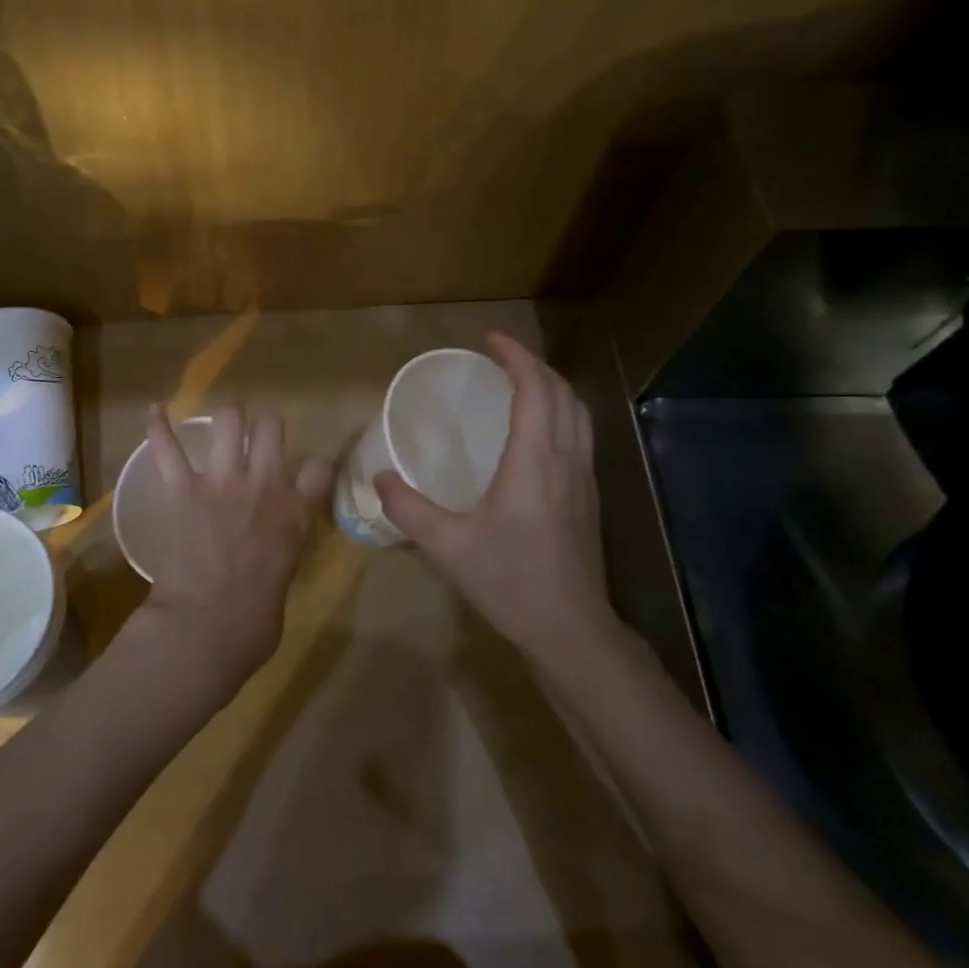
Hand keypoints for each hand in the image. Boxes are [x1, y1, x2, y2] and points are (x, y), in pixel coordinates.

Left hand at [136, 405, 331, 693]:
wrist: (205, 630)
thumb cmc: (251, 626)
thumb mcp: (283, 584)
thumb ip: (280, 555)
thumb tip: (267, 559)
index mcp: (296, 516)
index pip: (319, 468)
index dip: (313, 466)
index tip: (306, 472)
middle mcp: (265, 488)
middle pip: (272, 427)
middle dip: (265, 428)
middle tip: (256, 441)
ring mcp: (223, 483)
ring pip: (230, 421)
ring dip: (227, 420)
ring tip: (222, 425)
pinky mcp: (183, 489)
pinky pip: (169, 449)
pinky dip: (159, 428)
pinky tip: (154, 410)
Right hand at [375, 334, 615, 657]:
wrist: (569, 627)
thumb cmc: (509, 580)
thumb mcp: (447, 545)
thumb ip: (408, 508)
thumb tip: (380, 478)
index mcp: (534, 461)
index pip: (535, 390)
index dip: (516, 357)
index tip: (490, 340)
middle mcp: (565, 460)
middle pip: (563, 393)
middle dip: (535, 365)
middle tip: (501, 358)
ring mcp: (583, 478)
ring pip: (579, 414)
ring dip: (553, 387)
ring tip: (521, 383)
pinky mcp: (588, 497)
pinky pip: (580, 435)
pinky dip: (560, 413)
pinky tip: (537, 432)